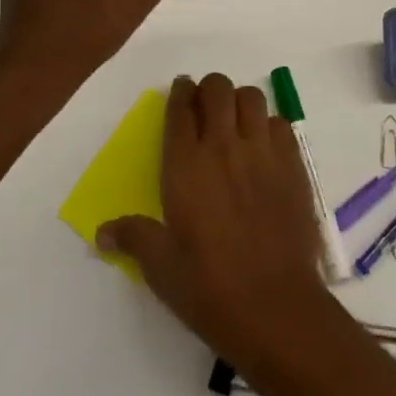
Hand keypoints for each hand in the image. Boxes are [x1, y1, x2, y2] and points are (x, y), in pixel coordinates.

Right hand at [98, 75, 332, 373]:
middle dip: (209, 90)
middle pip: (218, 88)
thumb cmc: (210, 288)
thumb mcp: (161, 267)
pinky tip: (263, 148)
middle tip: (206, 108)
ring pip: (251, 97)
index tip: (180, 91)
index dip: (179, 93)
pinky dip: (269, 126)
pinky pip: (280, 123)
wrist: (276, 307)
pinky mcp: (293, 164)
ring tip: (235, 122)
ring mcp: (262, 151)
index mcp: (186, 164)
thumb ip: (133, 237)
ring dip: (240, 102)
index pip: (180, 108)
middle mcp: (223, 146)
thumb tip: (102, 232)